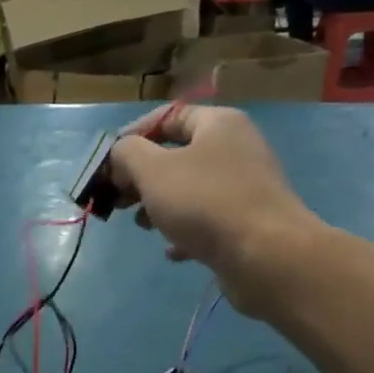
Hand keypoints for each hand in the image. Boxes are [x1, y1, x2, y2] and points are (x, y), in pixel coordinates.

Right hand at [107, 104, 320, 316]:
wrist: (266, 255)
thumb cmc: (205, 203)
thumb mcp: (153, 170)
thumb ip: (127, 154)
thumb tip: (121, 155)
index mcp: (218, 124)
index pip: (167, 117)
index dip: (132, 136)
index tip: (107, 165)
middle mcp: (235, 149)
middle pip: (176, 155)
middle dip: (141, 177)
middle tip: (118, 199)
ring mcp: (244, 188)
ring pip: (190, 190)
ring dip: (160, 206)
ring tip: (142, 226)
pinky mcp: (247, 223)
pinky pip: (207, 221)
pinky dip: (185, 232)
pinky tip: (172, 250)